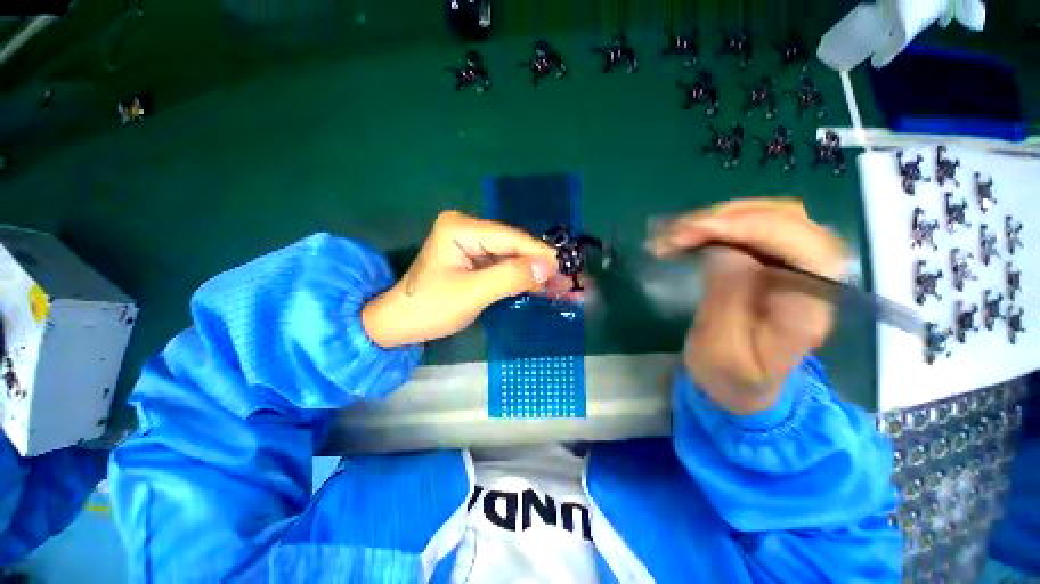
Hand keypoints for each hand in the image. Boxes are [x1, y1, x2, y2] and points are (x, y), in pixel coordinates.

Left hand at [362, 210, 566, 347]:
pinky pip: (505, 266)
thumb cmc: (429, 308)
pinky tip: (543, 288)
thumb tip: (549, 266)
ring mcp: (472, 244)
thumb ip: (510, 277)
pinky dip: (523, 279)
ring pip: (513, 257)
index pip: (511, 238)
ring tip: (563, 287)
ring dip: (536, 274)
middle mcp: (468, 228)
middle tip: (570, 280)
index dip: (541, 254)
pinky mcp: (475, 260)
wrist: (399, 324)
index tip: (568, 269)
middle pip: (515, 246)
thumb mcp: (471, 294)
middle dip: (542, 265)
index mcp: (461, 228)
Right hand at [649, 199, 846, 414]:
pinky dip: (716, 223)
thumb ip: (726, 305)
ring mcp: (794, 265)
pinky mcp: (772, 261)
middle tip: (675, 235)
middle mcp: (813, 279)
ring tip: (676, 234)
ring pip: (769, 214)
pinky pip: (751, 225)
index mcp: (808, 309)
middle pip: (788, 220)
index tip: (695, 233)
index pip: (803, 247)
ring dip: (719, 217)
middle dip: (727, 218)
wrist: (744, 387)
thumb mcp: (721, 355)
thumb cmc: (732, 379)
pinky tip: (688, 234)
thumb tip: (723, 250)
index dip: (750, 228)